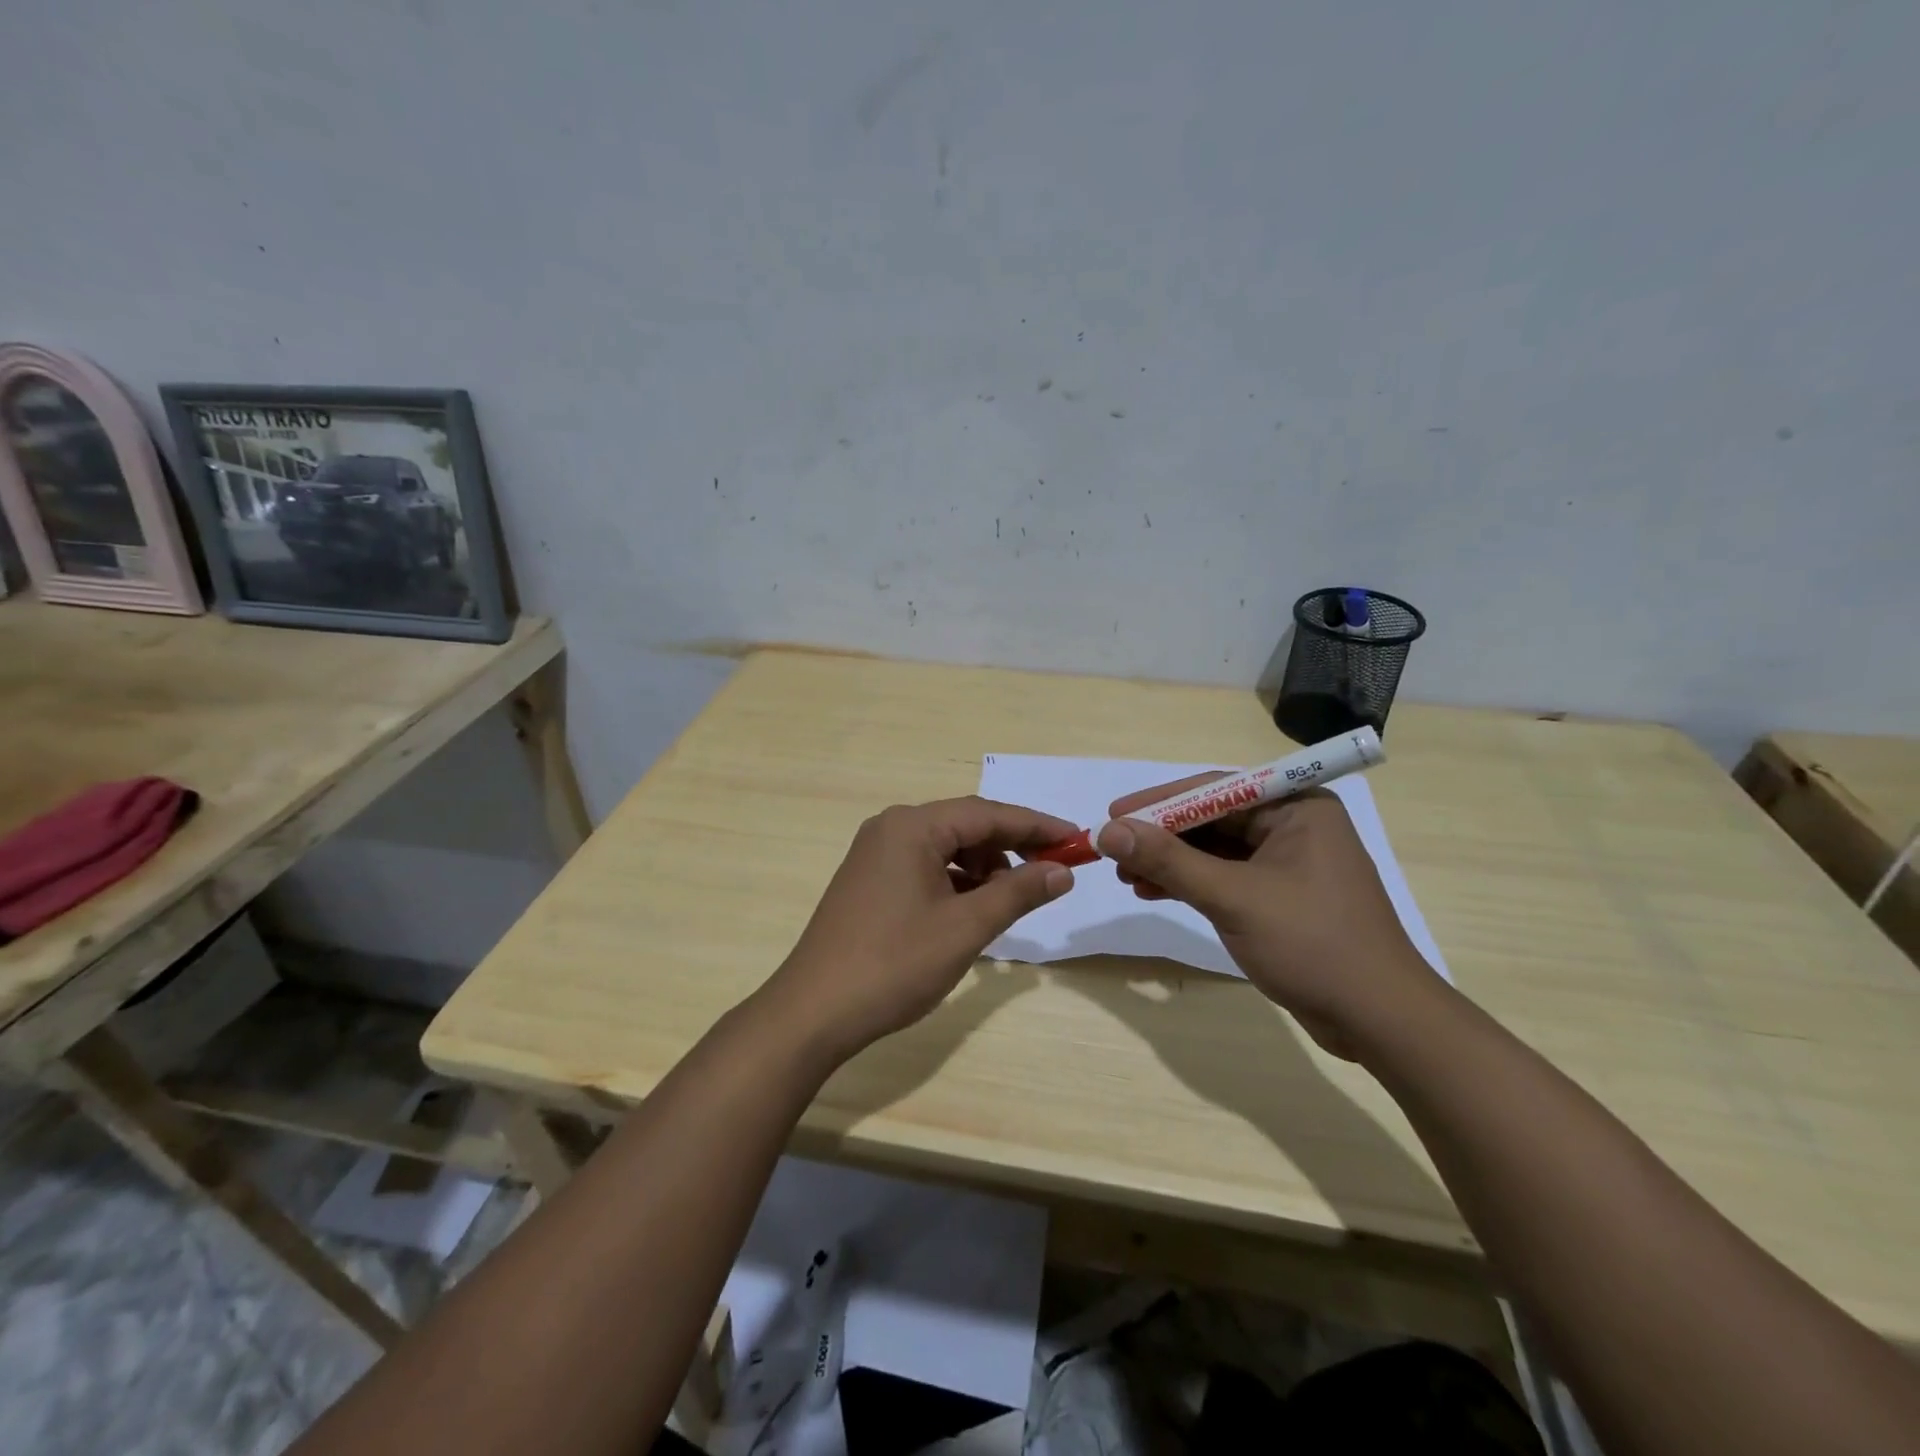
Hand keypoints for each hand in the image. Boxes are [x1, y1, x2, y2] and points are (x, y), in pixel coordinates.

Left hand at [764, 797, 1077, 1063]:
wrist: (813, 1012)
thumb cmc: (894, 964)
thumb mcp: (965, 927)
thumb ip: (1017, 892)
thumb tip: (1062, 870)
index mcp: (912, 827)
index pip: (987, 813)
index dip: (1036, 826)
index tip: (1077, 839)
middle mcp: (891, 828)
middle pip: (966, 826)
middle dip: (1011, 847)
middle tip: (1053, 871)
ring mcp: (875, 854)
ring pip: (946, 848)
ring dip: (983, 868)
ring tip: (1009, 901)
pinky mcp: (869, 880)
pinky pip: (925, 867)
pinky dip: (956, 882)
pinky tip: (972, 909)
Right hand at [1095, 777, 1432, 1057]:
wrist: (1379, 1021)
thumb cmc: (1313, 945)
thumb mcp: (1233, 898)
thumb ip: (1169, 861)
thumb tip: (1109, 831)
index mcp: (1296, 807)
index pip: (1214, 790)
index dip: (1159, 802)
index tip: (1112, 814)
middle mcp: (1293, 824)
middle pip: (1211, 819)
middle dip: (1161, 836)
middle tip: (1113, 850)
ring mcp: (1286, 862)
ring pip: (1214, 850)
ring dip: (1169, 862)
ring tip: (1127, 877)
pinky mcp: (1279, 896)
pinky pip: (1224, 876)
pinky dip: (1189, 883)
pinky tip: (1153, 892)